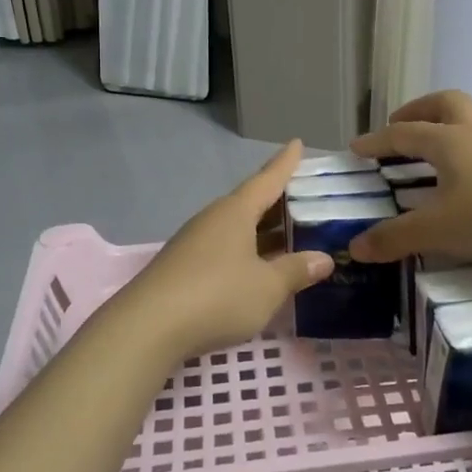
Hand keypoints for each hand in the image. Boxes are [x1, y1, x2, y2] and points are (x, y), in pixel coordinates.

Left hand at [118, 140, 331, 358]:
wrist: (148, 327)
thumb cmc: (217, 296)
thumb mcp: (267, 286)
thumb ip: (295, 271)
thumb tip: (323, 258)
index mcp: (235, 212)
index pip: (267, 179)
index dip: (285, 163)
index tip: (297, 143)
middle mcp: (214, 219)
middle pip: (251, 203)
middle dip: (278, 202)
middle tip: (307, 199)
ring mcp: (195, 243)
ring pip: (237, 228)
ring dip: (263, 231)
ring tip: (290, 235)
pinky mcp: (184, 267)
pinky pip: (225, 249)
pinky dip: (247, 252)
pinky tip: (258, 268)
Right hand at [347, 93, 471, 275]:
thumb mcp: (437, 232)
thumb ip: (394, 238)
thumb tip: (355, 247)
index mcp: (448, 142)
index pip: (403, 134)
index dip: (377, 140)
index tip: (356, 148)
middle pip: (446, 102)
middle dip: (420, 109)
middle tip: (403, 125)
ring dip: (467, 115)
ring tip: (455, 132)